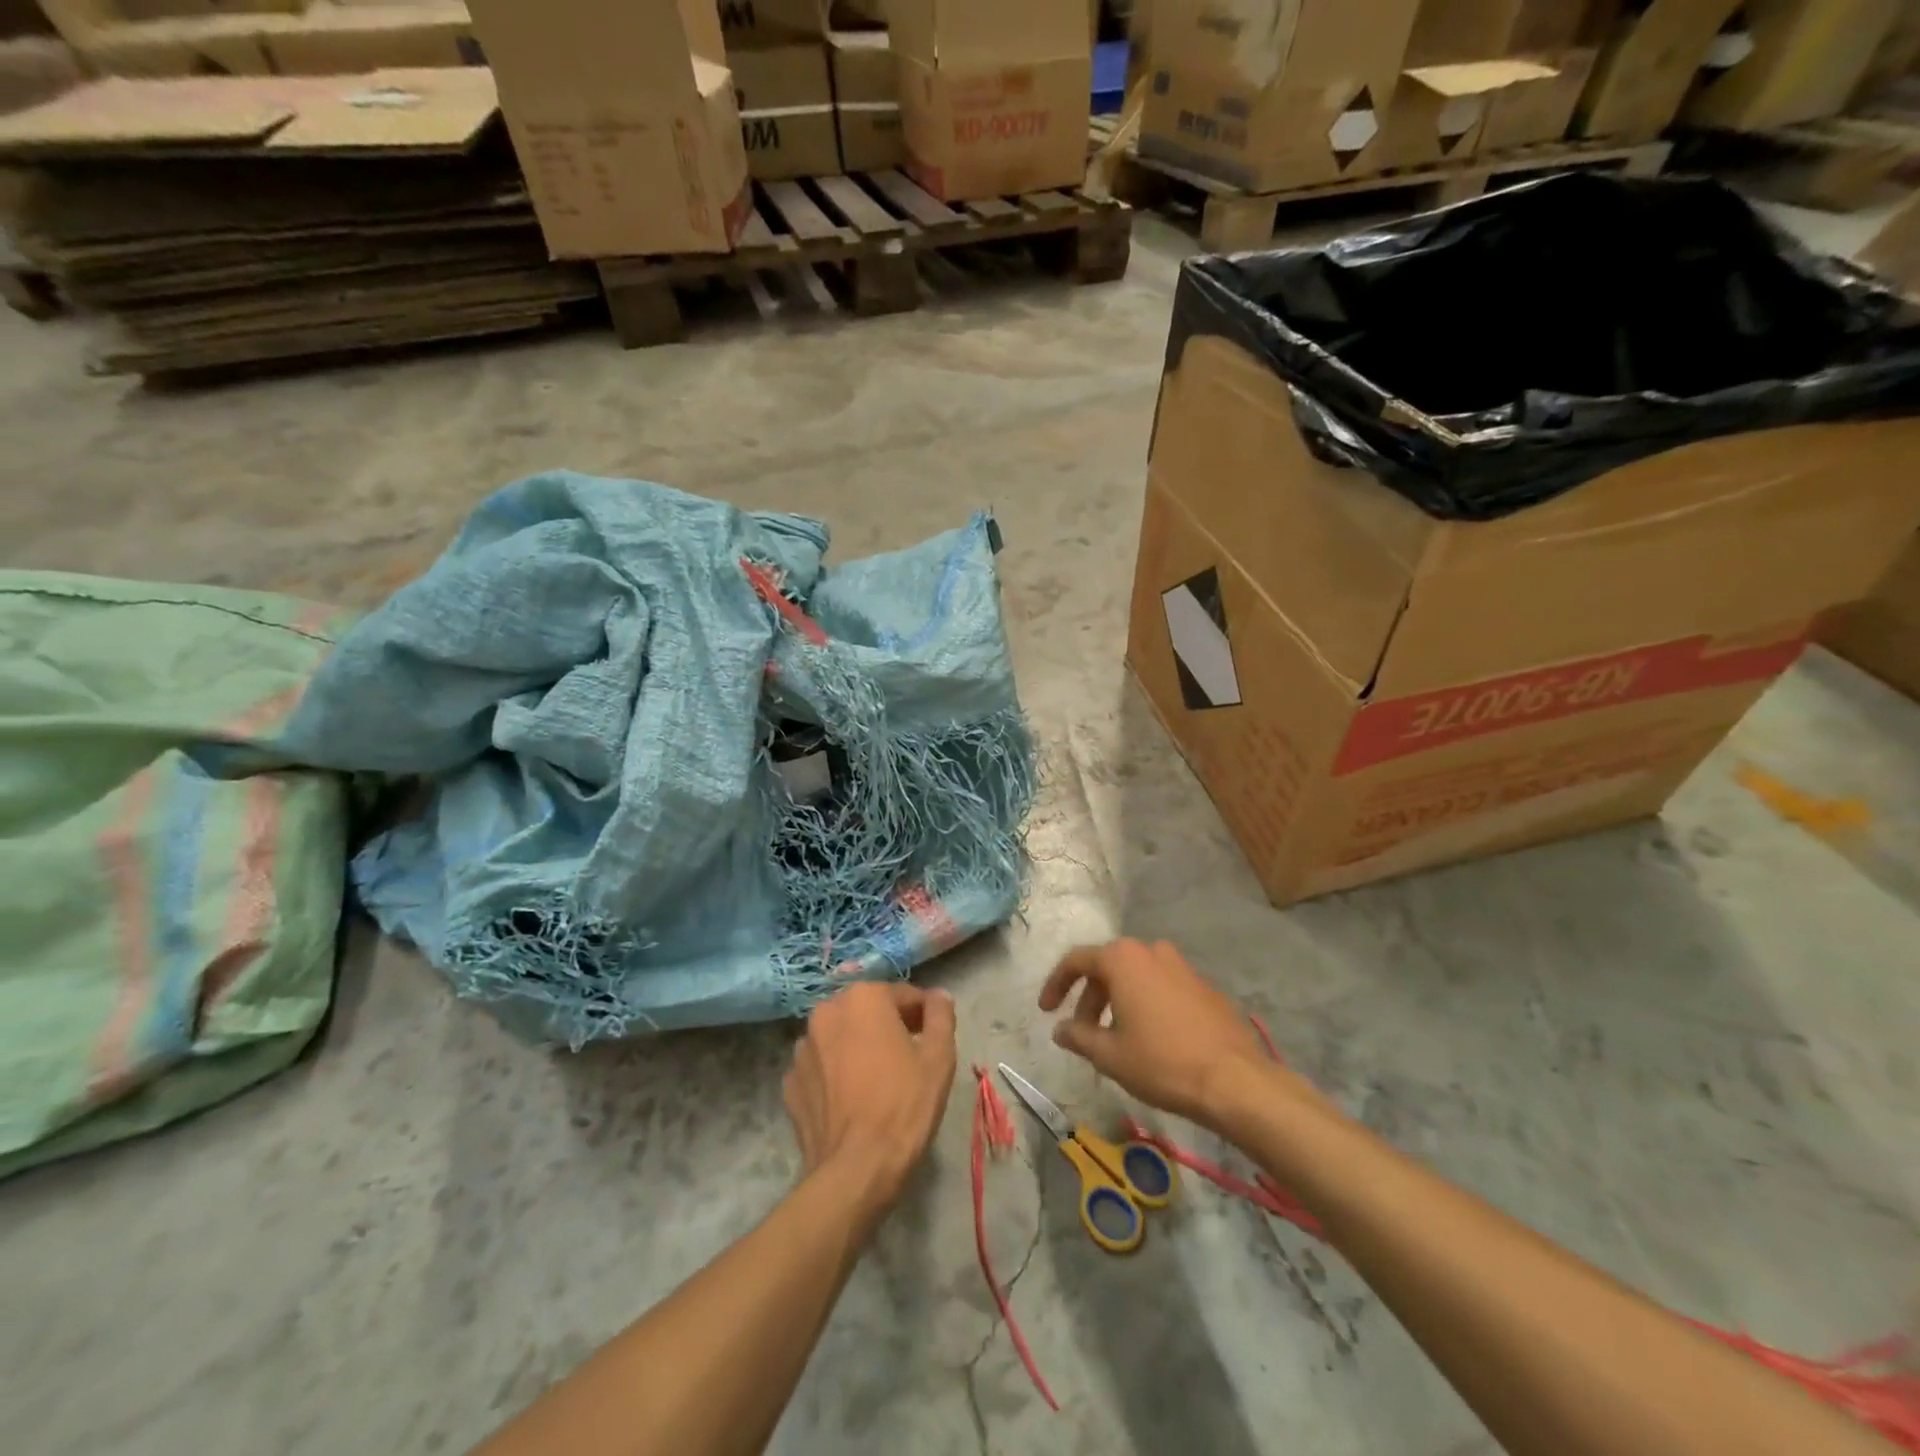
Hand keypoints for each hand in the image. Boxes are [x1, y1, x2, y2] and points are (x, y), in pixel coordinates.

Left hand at [784, 981, 957, 1211]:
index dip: (922, 1015)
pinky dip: (835, 1075)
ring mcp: (802, 1048)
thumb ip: (940, 1015)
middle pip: (866, 1012)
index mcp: (863, 998)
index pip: (902, 995)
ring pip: (840, 1038)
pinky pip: (820, 1068)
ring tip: (877, 1081)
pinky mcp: (790, 1083)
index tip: (932, 1038)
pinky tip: (851, 1100)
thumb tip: (938, 996)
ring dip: (857, 1048)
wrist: (856, 1169)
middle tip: (908, 1059)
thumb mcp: (939, 1057)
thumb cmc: (904, 1104)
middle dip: (887, 1027)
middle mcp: (826, 1012)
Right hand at [1039, 939, 1301, 1129]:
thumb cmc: (1162, 1063)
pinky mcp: (1204, 986)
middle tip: (1081, 1033)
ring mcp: (1182, 966)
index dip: (1056, 984)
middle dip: (1089, 999)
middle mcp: (1151, 951)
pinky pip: (1163, 987)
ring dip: (1118, 1001)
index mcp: (1123, 959)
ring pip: (1137, 977)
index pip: (1076, 961)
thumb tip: (1060, 1029)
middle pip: (1108, 967)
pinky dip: (1147, 1005)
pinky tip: (1150, 1038)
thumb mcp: (1109, 1055)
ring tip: (1115, 1038)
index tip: (1046, 1010)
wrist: (1235, 1080)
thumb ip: (1078, 1037)